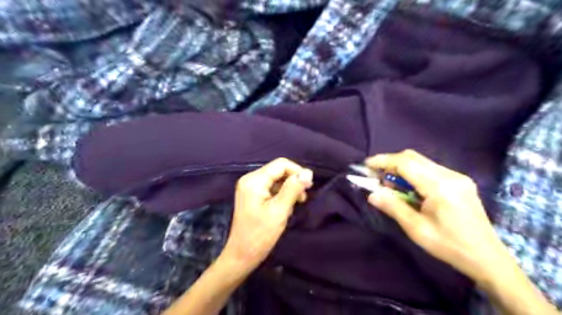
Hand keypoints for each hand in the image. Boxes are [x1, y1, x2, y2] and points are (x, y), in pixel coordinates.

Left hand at [222, 159, 314, 271]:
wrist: (241, 255)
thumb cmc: (260, 235)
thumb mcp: (280, 210)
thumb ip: (293, 189)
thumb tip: (308, 173)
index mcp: (254, 180)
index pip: (281, 164)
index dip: (297, 171)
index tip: (309, 187)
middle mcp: (250, 179)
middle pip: (278, 170)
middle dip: (293, 181)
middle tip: (303, 198)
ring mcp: (250, 187)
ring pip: (276, 179)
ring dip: (289, 189)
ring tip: (296, 204)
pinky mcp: (252, 195)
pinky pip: (271, 188)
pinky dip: (281, 194)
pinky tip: (286, 207)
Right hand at [367, 150, 507, 284]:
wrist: (486, 257)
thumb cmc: (449, 246)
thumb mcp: (416, 229)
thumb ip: (393, 207)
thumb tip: (372, 194)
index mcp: (440, 187)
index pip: (405, 164)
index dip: (383, 161)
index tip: (366, 165)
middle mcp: (450, 175)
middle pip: (413, 157)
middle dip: (390, 162)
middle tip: (376, 175)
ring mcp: (457, 176)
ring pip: (421, 161)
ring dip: (401, 168)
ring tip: (390, 184)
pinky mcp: (460, 181)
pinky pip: (430, 168)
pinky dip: (413, 173)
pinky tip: (409, 188)